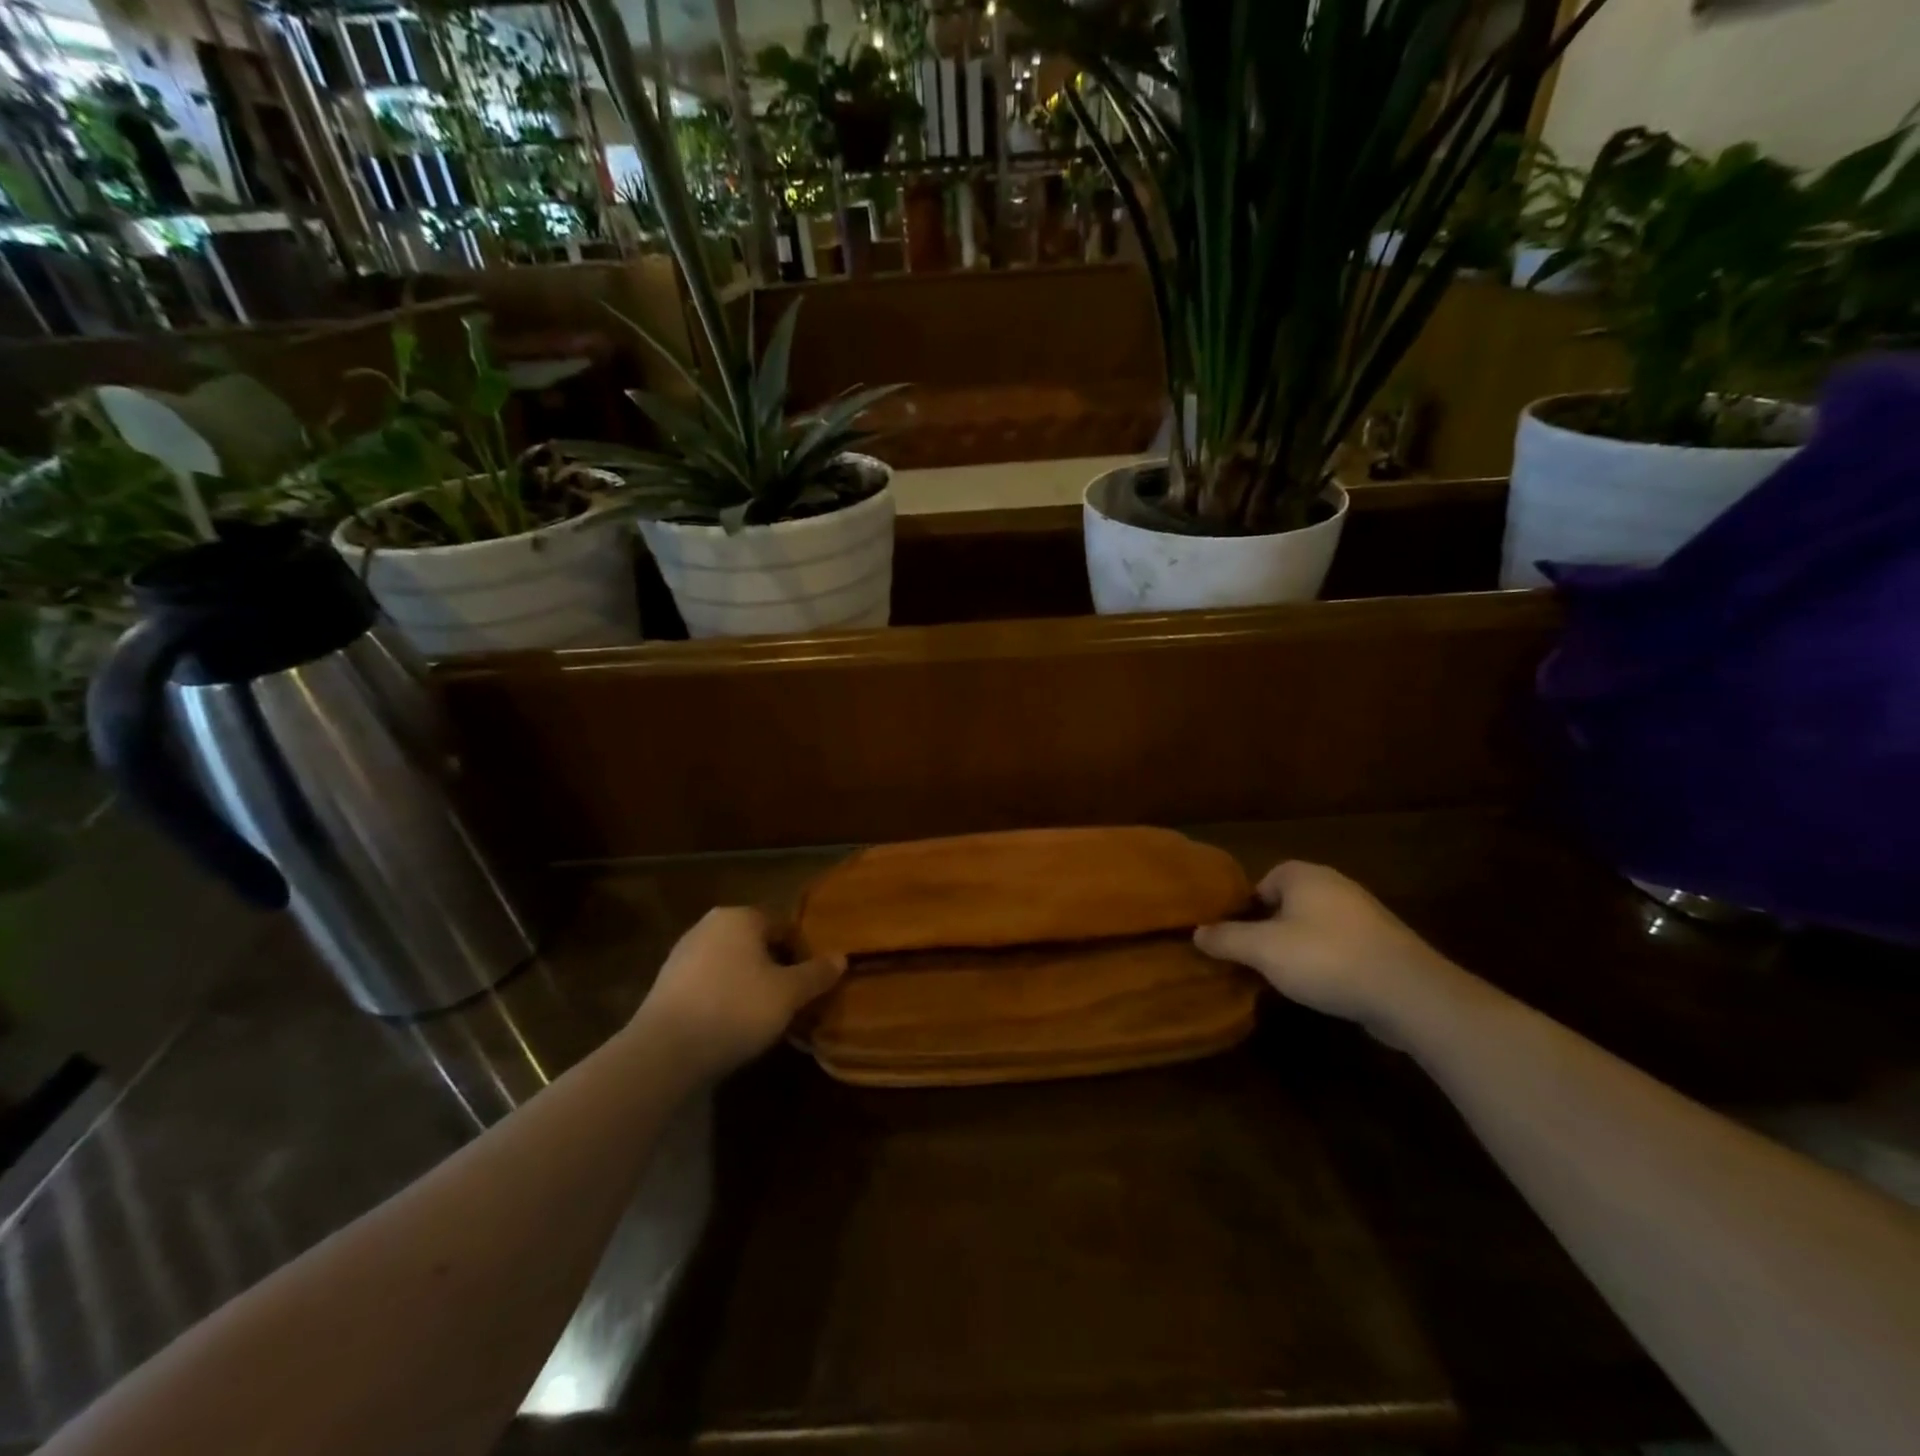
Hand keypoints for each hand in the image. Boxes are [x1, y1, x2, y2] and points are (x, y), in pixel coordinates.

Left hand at [630, 908, 843, 1079]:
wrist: (663, 1052)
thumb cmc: (735, 1009)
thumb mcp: (788, 994)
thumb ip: (817, 974)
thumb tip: (842, 957)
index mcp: (741, 917)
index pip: (784, 925)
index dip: (803, 952)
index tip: (812, 982)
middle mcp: (710, 925)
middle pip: (756, 943)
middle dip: (776, 967)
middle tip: (792, 999)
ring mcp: (683, 953)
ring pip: (732, 963)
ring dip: (749, 983)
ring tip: (764, 1016)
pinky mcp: (666, 984)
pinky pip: (709, 983)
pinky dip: (724, 997)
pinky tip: (731, 1025)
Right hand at [1193, 861, 1460, 1042]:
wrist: (1408, 992)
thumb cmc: (1325, 958)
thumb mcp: (1263, 950)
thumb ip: (1227, 939)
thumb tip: (1197, 932)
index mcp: (1303, 875)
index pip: (1262, 882)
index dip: (1246, 910)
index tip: (1237, 938)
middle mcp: (1334, 885)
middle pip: (1288, 904)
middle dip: (1271, 930)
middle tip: (1256, 959)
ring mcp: (1364, 914)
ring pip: (1315, 927)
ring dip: (1299, 948)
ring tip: (1286, 977)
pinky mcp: (1384, 945)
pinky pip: (1341, 947)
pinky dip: (1328, 962)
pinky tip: (1322, 988)